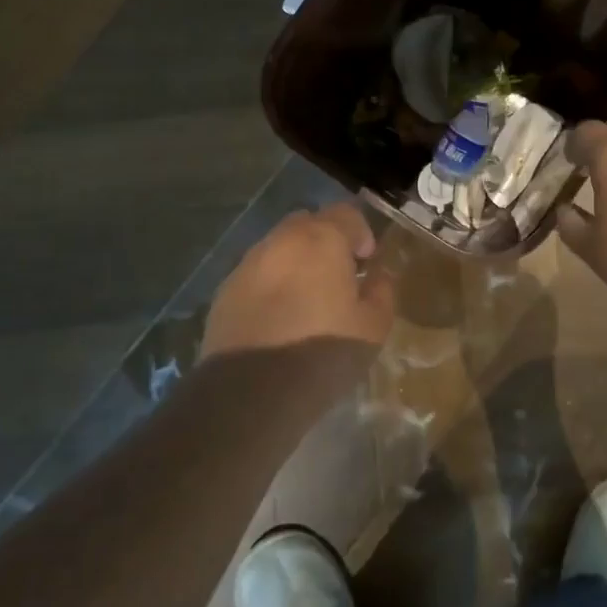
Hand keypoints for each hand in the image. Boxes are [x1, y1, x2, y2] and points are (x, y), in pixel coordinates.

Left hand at [203, 203, 395, 357]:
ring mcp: (248, 264)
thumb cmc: (323, 353)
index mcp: (321, 239)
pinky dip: (271, 285)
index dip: (361, 233)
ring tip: (305, 301)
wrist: (251, 393)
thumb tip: (378, 275)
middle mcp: (282, 240)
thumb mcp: (373, 327)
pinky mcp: (225, 291)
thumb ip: (382, 291)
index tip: (367, 262)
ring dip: (296, 262)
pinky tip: (278, 319)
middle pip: (309, 223)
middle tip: (337, 277)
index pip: (347, 213)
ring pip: (279, 248)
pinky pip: (257, 274)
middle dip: (326, 242)